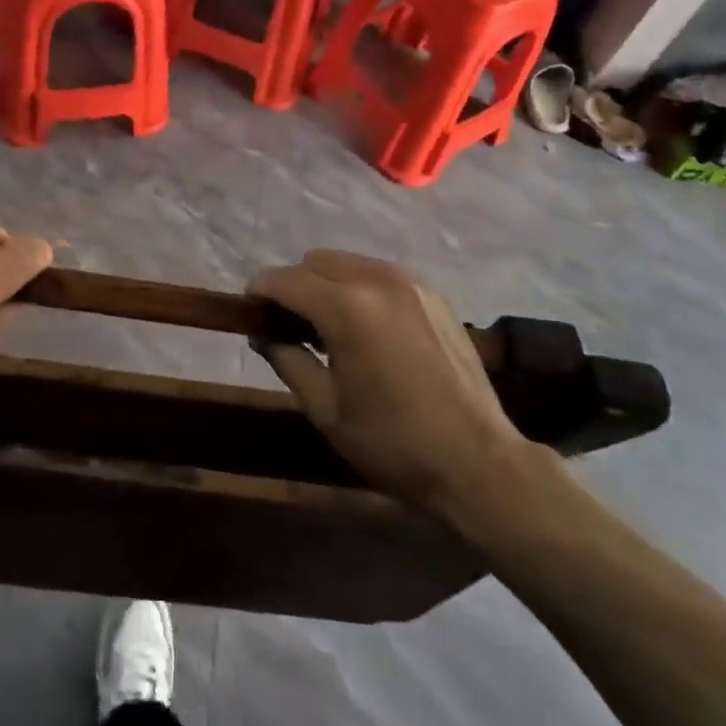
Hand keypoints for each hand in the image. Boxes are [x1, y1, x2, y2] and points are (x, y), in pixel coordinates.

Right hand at [250, 249, 540, 522]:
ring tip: (326, 325)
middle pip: (316, 262)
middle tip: (287, 322)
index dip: (260, 290)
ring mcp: (411, 283)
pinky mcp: (433, 294)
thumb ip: (287, 360)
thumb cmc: (393, 443)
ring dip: (326, 283)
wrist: (478, 463)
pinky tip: (365, 326)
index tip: (247, 309)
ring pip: (348, 263)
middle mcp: (377, 280)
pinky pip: (379, 274)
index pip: (286, 280)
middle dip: (293, 285)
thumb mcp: (326, 409)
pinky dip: (359, 288)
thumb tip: (261, 334)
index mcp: (347, 308)